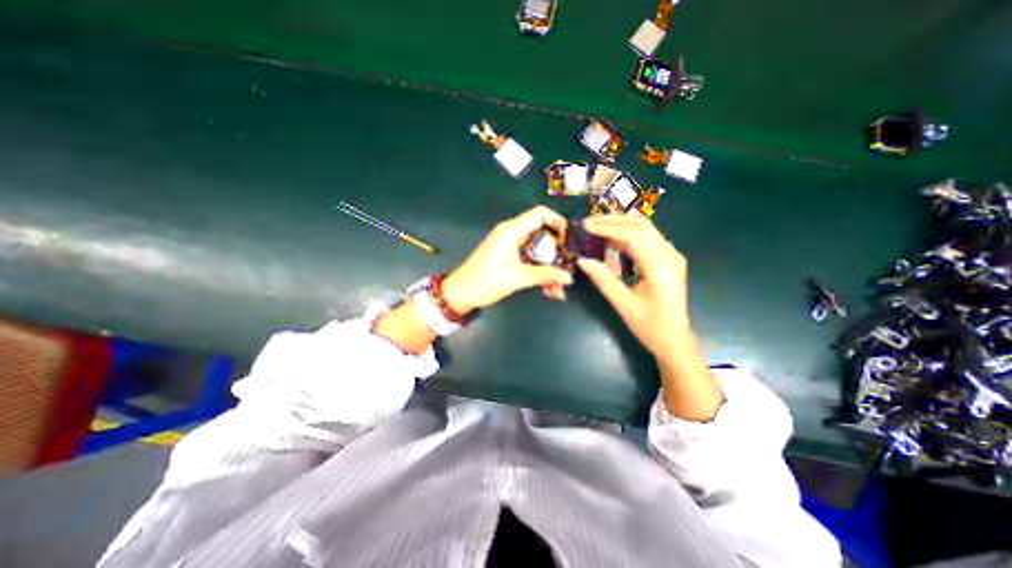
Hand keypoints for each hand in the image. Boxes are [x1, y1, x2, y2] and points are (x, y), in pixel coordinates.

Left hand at [443, 206, 577, 315]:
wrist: (460, 293)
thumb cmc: (487, 280)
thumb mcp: (518, 278)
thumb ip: (545, 275)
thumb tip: (569, 277)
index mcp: (512, 230)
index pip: (540, 214)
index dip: (558, 222)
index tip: (569, 240)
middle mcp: (512, 234)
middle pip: (542, 236)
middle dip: (556, 254)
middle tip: (566, 270)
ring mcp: (509, 246)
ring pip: (537, 252)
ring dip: (548, 269)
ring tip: (557, 291)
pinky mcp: (507, 258)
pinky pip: (528, 260)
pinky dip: (538, 273)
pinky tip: (547, 291)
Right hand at [572, 216, 691, 364]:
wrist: (675, 341)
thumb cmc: (650, 327)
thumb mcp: (623, 304)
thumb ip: (603, 279)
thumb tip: (581, 259)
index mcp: (661, 266)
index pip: (633, 236)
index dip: (607, 229)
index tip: (585, 226)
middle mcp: (669, 255)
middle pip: (641, 226)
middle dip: (613, 221)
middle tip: (588, 222)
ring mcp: (670, 256)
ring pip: (644, 230)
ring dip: (620, 226)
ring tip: (595, 228)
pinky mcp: (667, 260)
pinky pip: (646, 240)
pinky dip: (627, 236)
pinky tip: (610, 241)